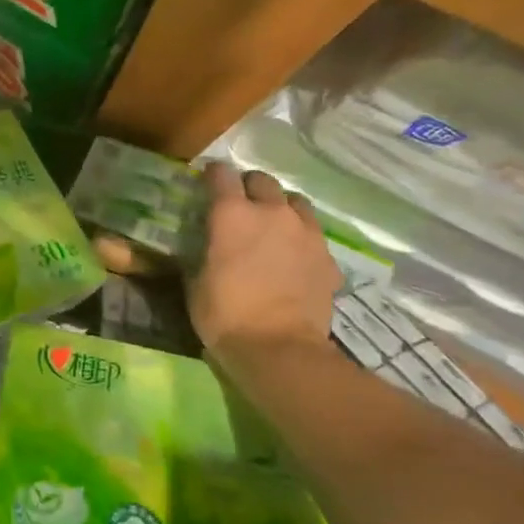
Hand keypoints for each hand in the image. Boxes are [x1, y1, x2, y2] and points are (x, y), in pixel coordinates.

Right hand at [188, 162, 338, 356]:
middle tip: (240, 207)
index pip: (221, 174)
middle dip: (249, 187)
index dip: (212, 175)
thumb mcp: (195, 283)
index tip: (206, 183)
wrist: (279, 349)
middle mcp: (271, 213)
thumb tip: (203, 245)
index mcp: (232, 215)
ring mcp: (305, 233)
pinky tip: (294, 258)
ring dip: (281, 208)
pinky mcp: (327, 256)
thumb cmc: (225, 316)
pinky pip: (313, 234)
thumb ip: (200, 254)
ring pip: (294, 202)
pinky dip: (301, 238)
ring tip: (273, 226)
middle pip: (262, 180)